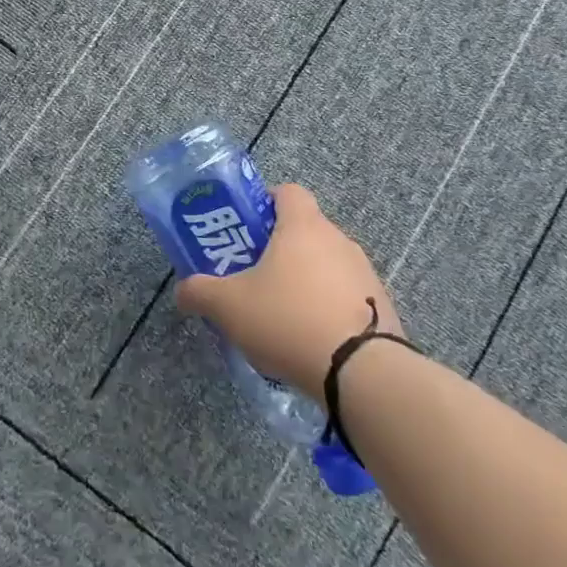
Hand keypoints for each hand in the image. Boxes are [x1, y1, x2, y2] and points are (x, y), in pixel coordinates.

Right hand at [175, 182, 400, 398]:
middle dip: (281, 248)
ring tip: (282, 314)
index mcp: (303, 226)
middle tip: (255, 275)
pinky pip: (347, 296)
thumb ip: (200, 292)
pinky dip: (329, 308)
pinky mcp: (383, 308)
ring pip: (327, 264)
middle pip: (306, 230)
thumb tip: (183, 290)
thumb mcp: (229, 306)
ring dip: (307, 280)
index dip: (266, 203)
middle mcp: (338, 240)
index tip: (248, 228)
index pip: (288, 192)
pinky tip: (312, 339)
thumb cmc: (289, 320)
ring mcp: (365, 274)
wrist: (363, 374)